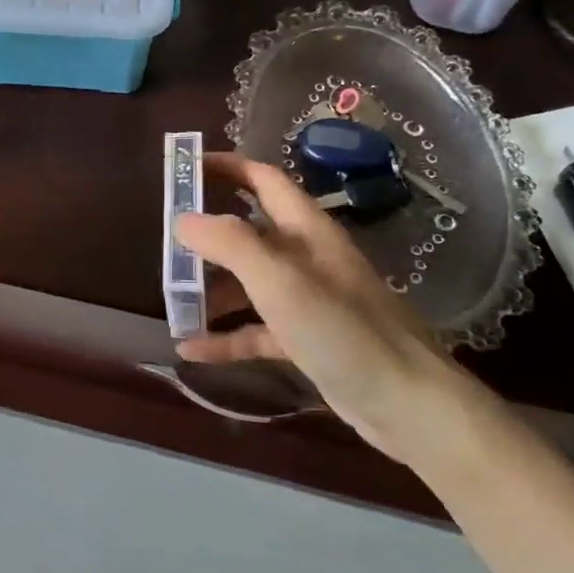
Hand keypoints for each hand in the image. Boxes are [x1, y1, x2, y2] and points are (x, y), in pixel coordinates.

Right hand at [174, 152, 480, 459]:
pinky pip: (256, 331)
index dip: (226, 167)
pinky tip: (191, 349)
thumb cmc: (343, 330)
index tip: (185, 167)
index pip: (263, 179)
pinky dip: (226, 337)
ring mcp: (307, 301)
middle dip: (207, 236)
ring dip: (211, 291)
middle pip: (248, 233)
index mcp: (306, 230)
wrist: (408, 405)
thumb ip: (230, 243)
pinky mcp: (306, 341)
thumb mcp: (280, 280)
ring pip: (248, 284)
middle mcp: (306, 258)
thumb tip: (183, 220)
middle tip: (165, 244)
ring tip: (172, 302)